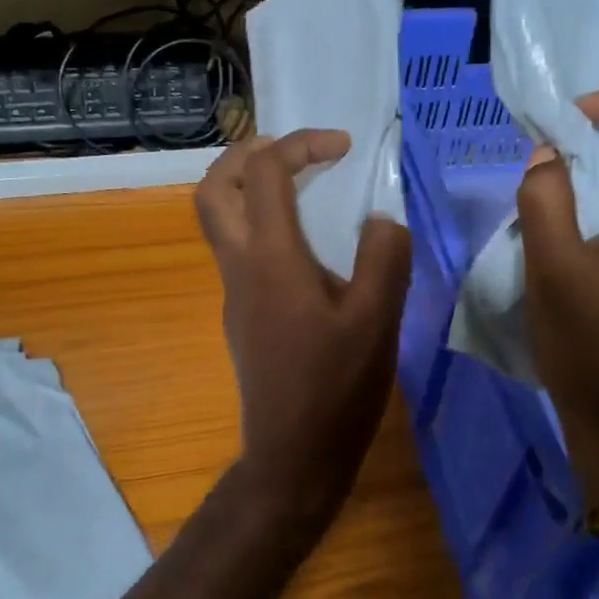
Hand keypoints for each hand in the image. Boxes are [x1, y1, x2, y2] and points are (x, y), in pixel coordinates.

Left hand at [196, 130, 412, 528]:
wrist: (293, 455)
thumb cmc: (336, 387)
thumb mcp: (378, 321)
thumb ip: (385, 258)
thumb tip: (380, 220)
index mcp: (272, 259)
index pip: (264, 173)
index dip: (300, 144)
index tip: (342, 147)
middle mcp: (241, 267)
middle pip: (213, 189)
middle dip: (246, 154)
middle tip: (291, 151)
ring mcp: (235, 294)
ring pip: (220, 221)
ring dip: (248, 189)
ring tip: (301, 188)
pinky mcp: (242, 316)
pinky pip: (240, 251)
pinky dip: (261, 225)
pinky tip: (307, 248)